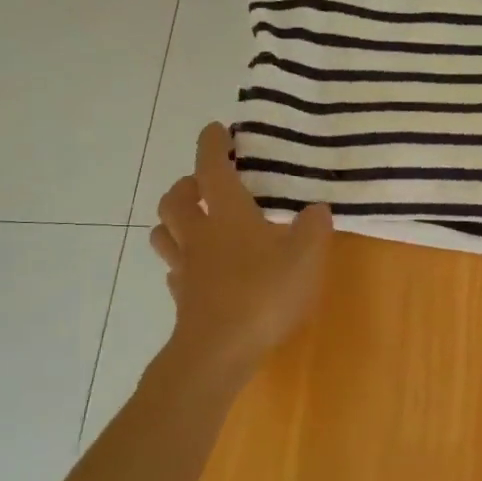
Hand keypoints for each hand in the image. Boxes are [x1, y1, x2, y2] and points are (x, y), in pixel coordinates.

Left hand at [150, 124, 332, 381]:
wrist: (219, 351)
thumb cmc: (263, 294)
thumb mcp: (305, 257)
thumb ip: (313, 229)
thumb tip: (316, 209)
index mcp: (228, 215)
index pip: (212, 168)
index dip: (213, 145)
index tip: (218, 129)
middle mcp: (200, 235)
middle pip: (176, 199)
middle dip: (187, 183)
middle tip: (205, 182)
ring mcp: (187, 268)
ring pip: (165, 233)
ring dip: (176, 220)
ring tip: (196, 221)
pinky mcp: (184, 299)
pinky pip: (175, 271)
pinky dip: (184, 262)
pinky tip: (200, 270)